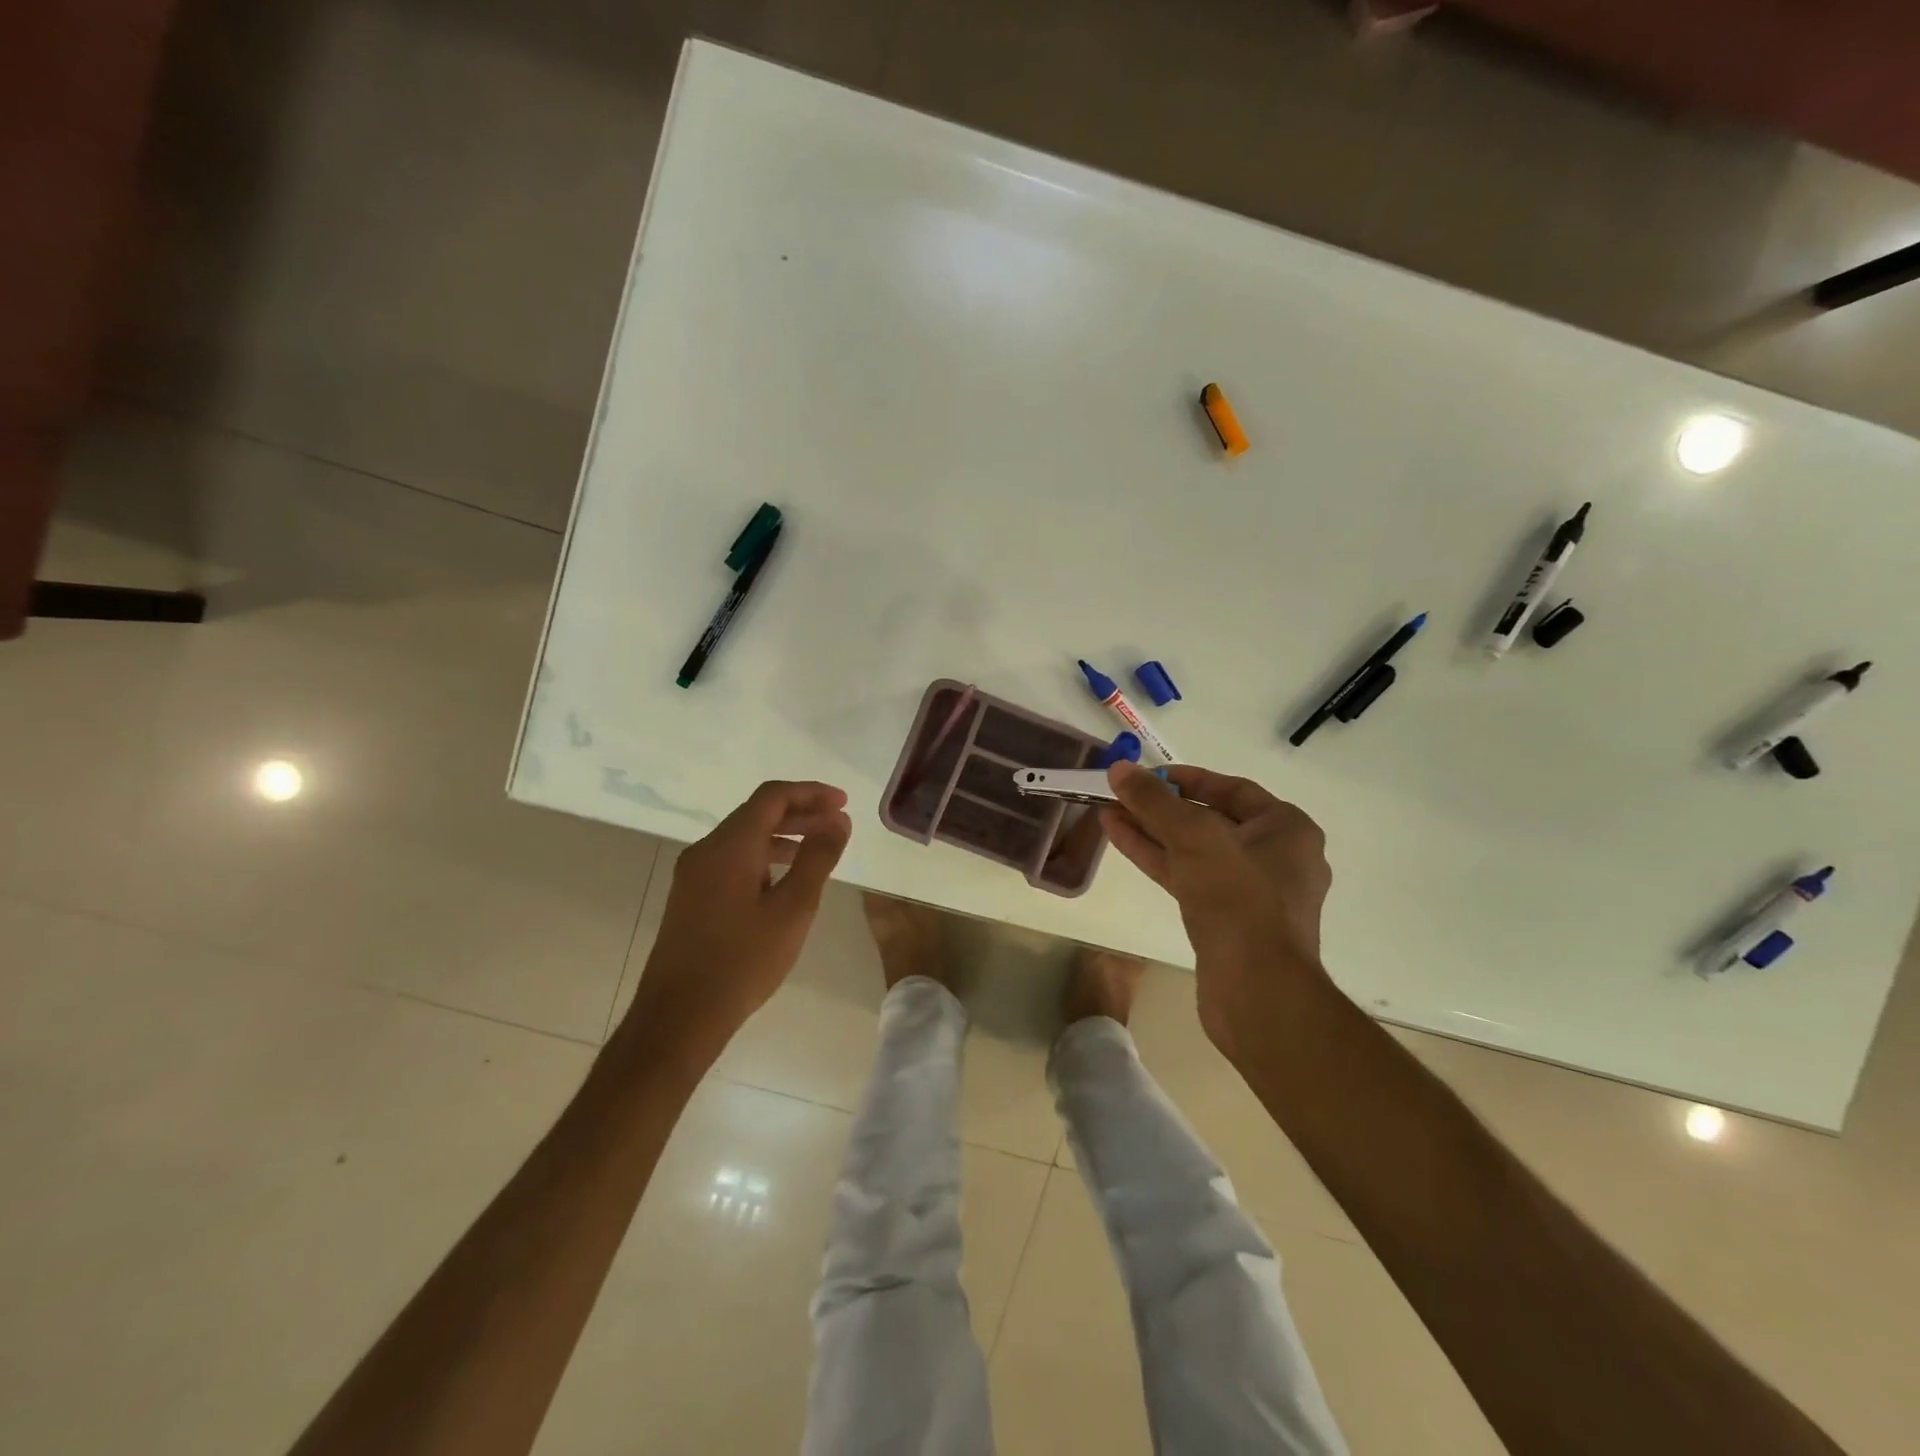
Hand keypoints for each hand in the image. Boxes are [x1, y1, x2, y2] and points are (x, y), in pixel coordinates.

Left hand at [621, 781, 851, 1066]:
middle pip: (757, 813)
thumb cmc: (743, 961)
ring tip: (818, 849)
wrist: (679, 1016)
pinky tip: (784, 879)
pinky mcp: (691, 896)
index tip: (843, 803)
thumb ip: (817, 858)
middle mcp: (706, 850)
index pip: (773, 797)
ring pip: (744, 837)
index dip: (811, 792)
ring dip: (783, 834)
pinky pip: (732, 859)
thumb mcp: (793, 909)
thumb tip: (838, 821)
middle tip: (837, 823)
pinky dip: (764, 855)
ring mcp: (694, 874)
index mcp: (730, 845)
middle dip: (800, 812)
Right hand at [1099, 761, 1332, 1055]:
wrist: (1258, 992)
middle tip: (1120, 793)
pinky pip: (1187, 877)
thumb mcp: (1194, 838)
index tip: (1147, 775)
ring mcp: (1249, 892)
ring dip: (1151, 831)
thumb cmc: (1239, 900)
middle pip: (1209, 819)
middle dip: (1161, 806)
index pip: (1232, 789)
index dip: (1186, 778)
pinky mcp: (1225, 920)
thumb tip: (1121, 769)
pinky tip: (1120, 839)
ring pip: (1193, 850)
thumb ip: (1155, 801)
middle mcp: (1274, 857)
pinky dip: (1155, 858)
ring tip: (1108, 812)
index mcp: (1286, 829)